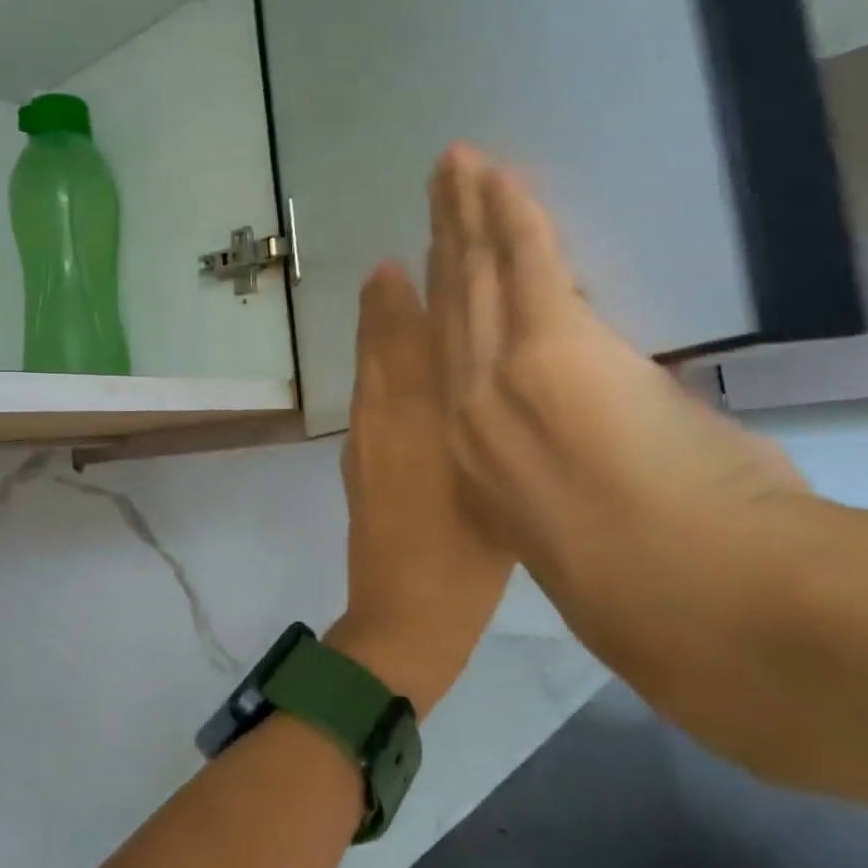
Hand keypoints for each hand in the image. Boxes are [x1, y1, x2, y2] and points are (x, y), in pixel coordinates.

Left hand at [328, 261, 515, 717]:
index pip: (420, 338)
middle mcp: (387, 416)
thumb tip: (507, 374)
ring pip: (371, 363)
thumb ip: (497, 427)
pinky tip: (383, 347)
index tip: (416, 250)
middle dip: (389, 293)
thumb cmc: (470, 562)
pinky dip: (373, 356)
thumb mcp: (501, 490)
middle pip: (385, 340)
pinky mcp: (359, 456)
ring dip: (377, 319)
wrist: (404, 617)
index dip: (416, 291)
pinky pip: (367, 388)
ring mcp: (367, 436)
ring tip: (385, 276)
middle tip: (394, 254)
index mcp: (426, 419)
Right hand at [424, 145, 819, 688]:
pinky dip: (510, 212)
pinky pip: (523, 260)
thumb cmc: (657, 596)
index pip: (450, 362)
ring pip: (476, 278)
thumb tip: (604, 434)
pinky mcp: (550, 347)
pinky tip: (497, 173)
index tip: (436, 264)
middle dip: (444, 243)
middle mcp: (468, 413)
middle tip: (436, 191)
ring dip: (467, 216)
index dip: (441, 305)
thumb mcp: (592, 529)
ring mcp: (500, 379)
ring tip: (454, 169)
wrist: (707, 611)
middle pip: (451, 309)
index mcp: (477, 459)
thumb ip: (579, 473)